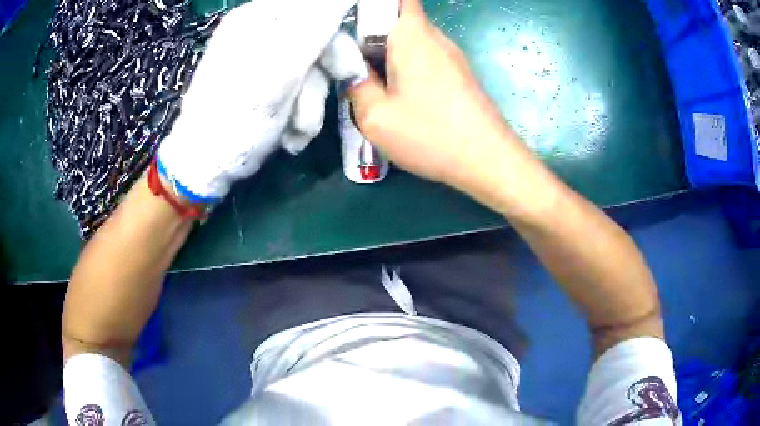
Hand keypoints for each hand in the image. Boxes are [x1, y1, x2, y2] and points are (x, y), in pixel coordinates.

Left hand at [158, 0, 365, 201]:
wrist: (206, 163)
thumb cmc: (238, 116)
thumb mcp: (280, 69)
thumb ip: (316, 26)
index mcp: (259, 18)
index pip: (314, 8)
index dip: (335, 33)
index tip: (346, 62)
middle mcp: (260, 32)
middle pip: (315, 38)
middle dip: (321, 76)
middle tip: (322, 104)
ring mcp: (261, 59)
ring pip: (309, 67)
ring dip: (309, 103)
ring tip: (296, 131)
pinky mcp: (264, 83)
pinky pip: (297, 86)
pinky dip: (298, 111)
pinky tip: (289, 132)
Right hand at [348, 0, 520, 191]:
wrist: (488, 161)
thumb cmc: (432, 135)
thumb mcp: (376, 117)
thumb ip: (356, 85)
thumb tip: (352, 69)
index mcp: (413, 36)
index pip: (397, 0)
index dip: (373, 7)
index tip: (354, 27)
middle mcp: (436, 37)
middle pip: (399, 19)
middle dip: (371, 33)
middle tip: (352, 60)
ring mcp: (451, 55)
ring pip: (411, 39)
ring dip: (388, 53)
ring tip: (372, 81)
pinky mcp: (458, 73)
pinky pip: (425, 57)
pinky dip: (406, 66)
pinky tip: (399, 95)